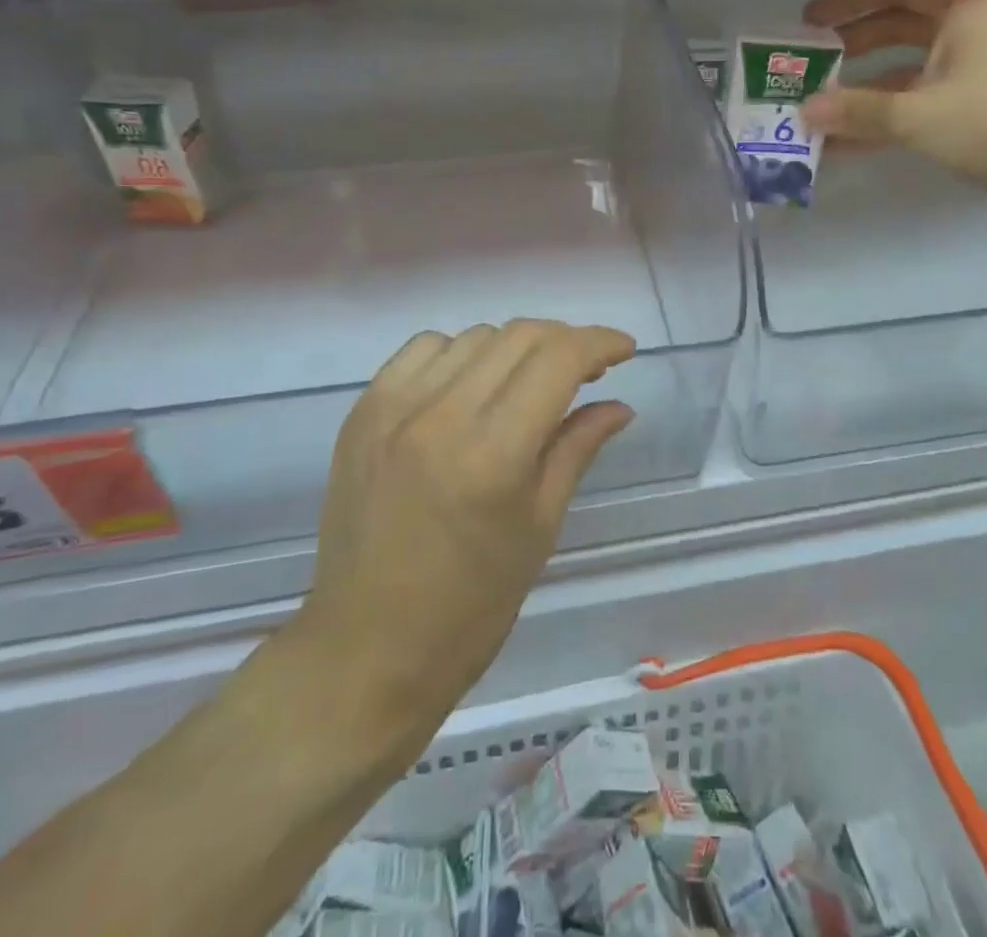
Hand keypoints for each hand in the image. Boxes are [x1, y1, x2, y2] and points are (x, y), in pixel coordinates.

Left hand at [279, 320, 635, 764]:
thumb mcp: (540, 527)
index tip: (624, 349)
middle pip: (519, 335)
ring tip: (530, 382)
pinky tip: (471, 386)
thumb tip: (619, 405)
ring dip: (515, 348)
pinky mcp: (362, 412)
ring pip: (474, 336)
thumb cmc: (471, 607)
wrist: (365, 651)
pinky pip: (423, 350)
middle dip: (565, 340)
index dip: (600, 343)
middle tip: (586, 369)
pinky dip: (460, 354)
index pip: (558, 360)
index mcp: (493, 454)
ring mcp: (393, 409)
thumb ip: (578, 448)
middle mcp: (441, 416)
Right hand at [800, 0, 986, 219]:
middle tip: (811, 60)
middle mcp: (974, 24)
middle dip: (853, 43)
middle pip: (899, 23)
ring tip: (821, 106)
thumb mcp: (916, 113)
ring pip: (908, 65)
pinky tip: (848, 142)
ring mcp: (978, 64)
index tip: (810, 21)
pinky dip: (889, 114)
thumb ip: (856, 110)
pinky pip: (922, 96)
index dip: (848, 0)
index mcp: (967, 4)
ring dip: (866, 87)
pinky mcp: (978, 101)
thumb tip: (804, 114)